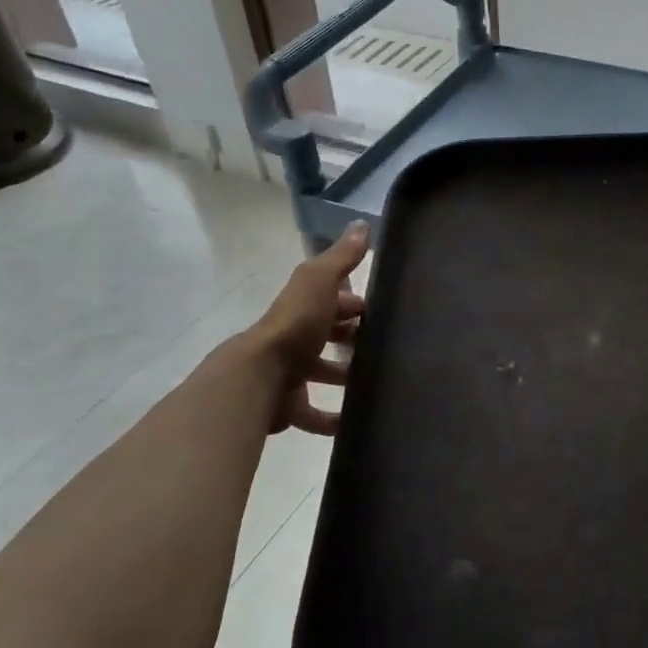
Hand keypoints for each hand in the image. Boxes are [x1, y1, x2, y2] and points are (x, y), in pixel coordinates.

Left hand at [252, 223, 369, 436]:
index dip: (356, 304)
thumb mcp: (319, 282)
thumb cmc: (295, 325)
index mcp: (303, 308)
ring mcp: (290, 374)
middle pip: (328, 336)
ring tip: (379, 384)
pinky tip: (355, 424)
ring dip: (345, 377)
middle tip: (387, 348)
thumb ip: (341, 257)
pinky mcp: (289, 406)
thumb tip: (361, 224)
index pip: (334, 302)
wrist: (260, 375)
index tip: (384, 312)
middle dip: (352, 339)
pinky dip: (333, 420)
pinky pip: (314, 415)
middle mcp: (296, 338)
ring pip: (322, 374)